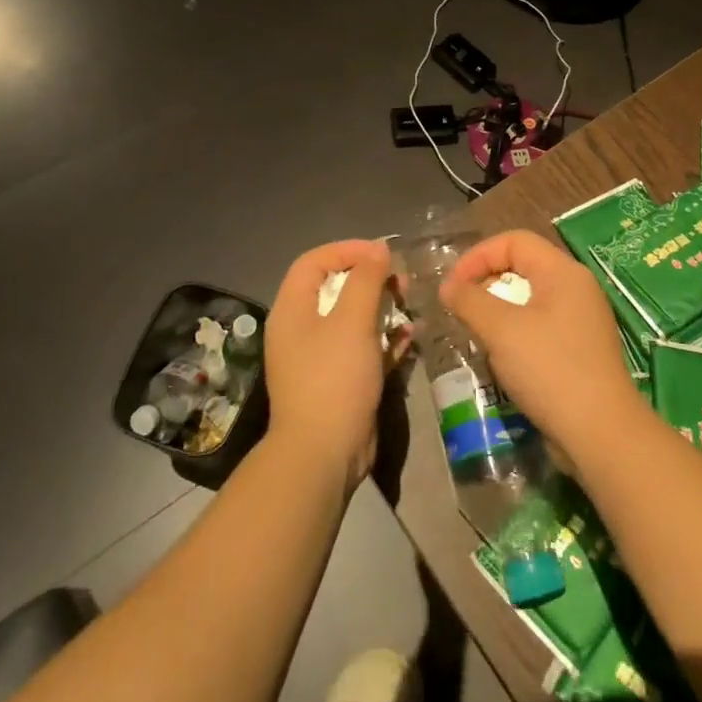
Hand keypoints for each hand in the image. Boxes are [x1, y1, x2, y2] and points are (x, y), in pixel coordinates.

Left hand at [265, 239, 399, 487]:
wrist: (324, 453)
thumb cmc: (334, 378)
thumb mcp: (352, 321)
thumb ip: (366, 280)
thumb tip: (378, 248)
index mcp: (292, 310)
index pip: (314, 262)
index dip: (347, 250)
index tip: (381, 253)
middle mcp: (301, 329)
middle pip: (335, 288)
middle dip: (370, 279)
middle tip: (400, 281)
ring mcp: (320, 357)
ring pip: (352, 319)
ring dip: (381, 308)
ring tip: (409, 305)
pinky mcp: (340, 381)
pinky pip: (362, 348)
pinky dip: (384, 339)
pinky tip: (408, 337)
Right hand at [440, 230, 642, 463]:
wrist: (601, 433)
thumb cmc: (550, 369)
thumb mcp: (501, 330)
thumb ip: (470, 300)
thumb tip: (448, 286)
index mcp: (563, 272)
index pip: (514, 241)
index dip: (478, 256)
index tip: (453, 286)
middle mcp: (577, 288)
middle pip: (523, 266)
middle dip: (486, 282)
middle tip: (462, 309)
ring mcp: (583, 320)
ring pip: (531, 298)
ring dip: (499, 310)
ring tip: (478, 334)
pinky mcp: (581, 349)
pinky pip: (542, 325)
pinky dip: (517, 332)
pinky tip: (503, 358)